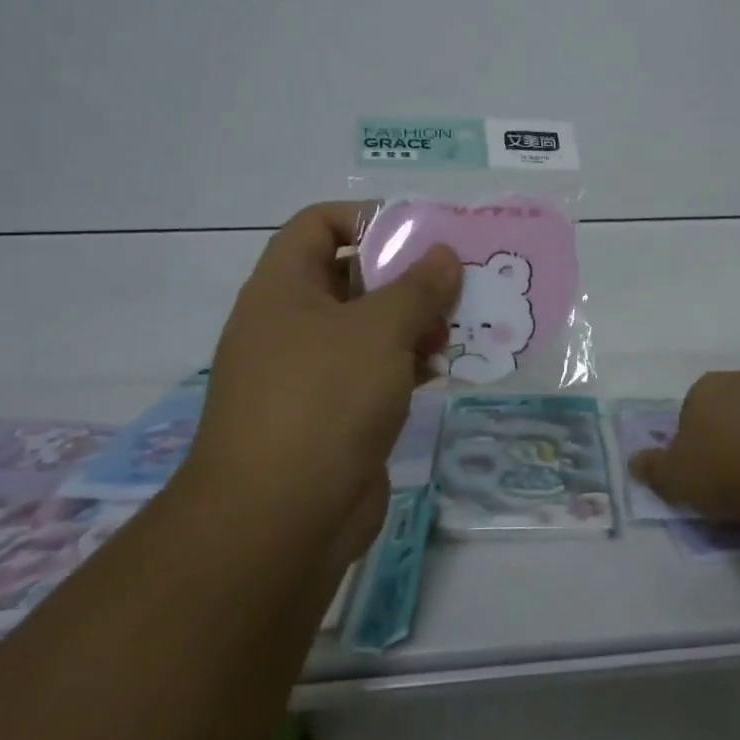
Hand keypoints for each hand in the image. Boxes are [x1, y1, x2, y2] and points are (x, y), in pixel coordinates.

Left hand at [179, 202, 461, 568]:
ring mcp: (310, 373)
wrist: (278, 522)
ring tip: (461, 324)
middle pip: (352, 276)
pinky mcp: (332, 415)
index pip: (319, 224)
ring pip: (368, 328)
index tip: (421, 232)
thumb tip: (444, 254)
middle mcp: (291, 324)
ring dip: (414, 322)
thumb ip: (418, 286)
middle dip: (406, 274)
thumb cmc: (323, 400)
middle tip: (458, 279)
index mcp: (283, 288)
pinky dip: (408, 364)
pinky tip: (445, 369)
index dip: (368, 217)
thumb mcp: (379, 330)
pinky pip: (375, 372)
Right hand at [630, 371, 739, 539]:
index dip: (696, 441)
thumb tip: (635, 461)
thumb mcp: (676, 479)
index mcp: (708, 387)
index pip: (693, 409)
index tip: (703, 473)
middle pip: (735, 408)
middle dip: (735, 436)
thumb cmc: (728, 471)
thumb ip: (653, 468)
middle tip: (738, 479)